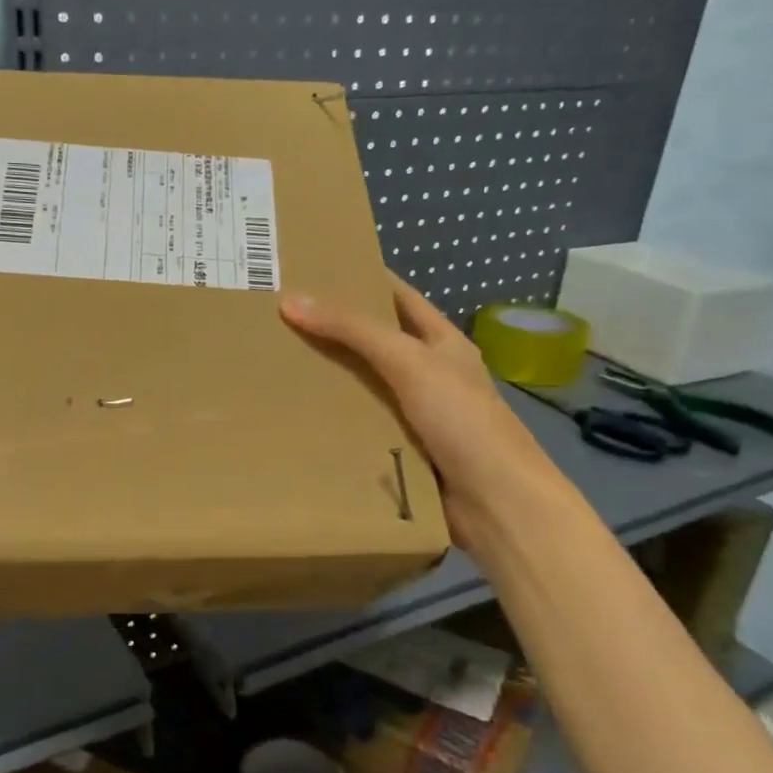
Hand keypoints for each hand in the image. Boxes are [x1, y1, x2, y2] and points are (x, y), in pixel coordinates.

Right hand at [280, 274, 554, 546]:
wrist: (495, 502)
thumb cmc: (461, 419)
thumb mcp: (408, 361)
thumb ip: (353, 330)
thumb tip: (291, 300)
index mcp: (442, 343)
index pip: (398, 298)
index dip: (363, 279)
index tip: (315, 269)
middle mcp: (431, 375)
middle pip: (376, 344)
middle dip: (334, 332)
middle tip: (280, 320)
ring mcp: (418, 416)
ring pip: (366, 389)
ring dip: (330, 381)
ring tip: (277, 365)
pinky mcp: (404, 452)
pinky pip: (363, 429)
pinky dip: (336, 423)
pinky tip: (299, 418)